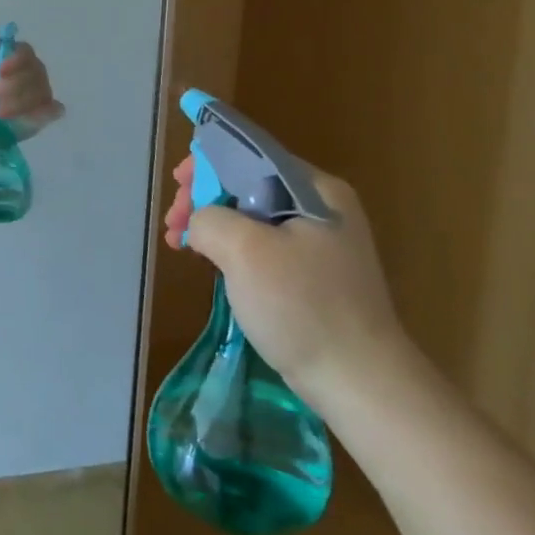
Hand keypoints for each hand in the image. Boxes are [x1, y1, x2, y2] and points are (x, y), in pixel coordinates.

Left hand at [0, 41, 63, 128]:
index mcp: (15, 57)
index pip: (25, 51)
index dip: (16, 60)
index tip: (1, 72)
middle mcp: (33, 72)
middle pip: (35, 73)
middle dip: (13, 87)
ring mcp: (42, 92)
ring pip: (42, 92)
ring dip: (21, 104)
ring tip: (0, 114)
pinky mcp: (46, 113)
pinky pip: (54, 110)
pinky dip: (43, 113)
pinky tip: (26, 119)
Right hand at [162, 159, 409, 410]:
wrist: (360, 383)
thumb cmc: (303, 306)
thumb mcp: (244, 250)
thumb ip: (210, 217)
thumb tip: (200, 222)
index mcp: (315, 189)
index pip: (251, 152)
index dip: (208, 161)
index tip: (177, 184)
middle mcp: (322, 207)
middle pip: (247, 182)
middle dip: (204, 196)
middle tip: (174, 223)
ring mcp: (319, 242)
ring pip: (250, 215)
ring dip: (211, 223)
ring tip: (181, 245)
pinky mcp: (312, 273)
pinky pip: (260, 244)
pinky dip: (229, 247)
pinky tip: (208, 263)